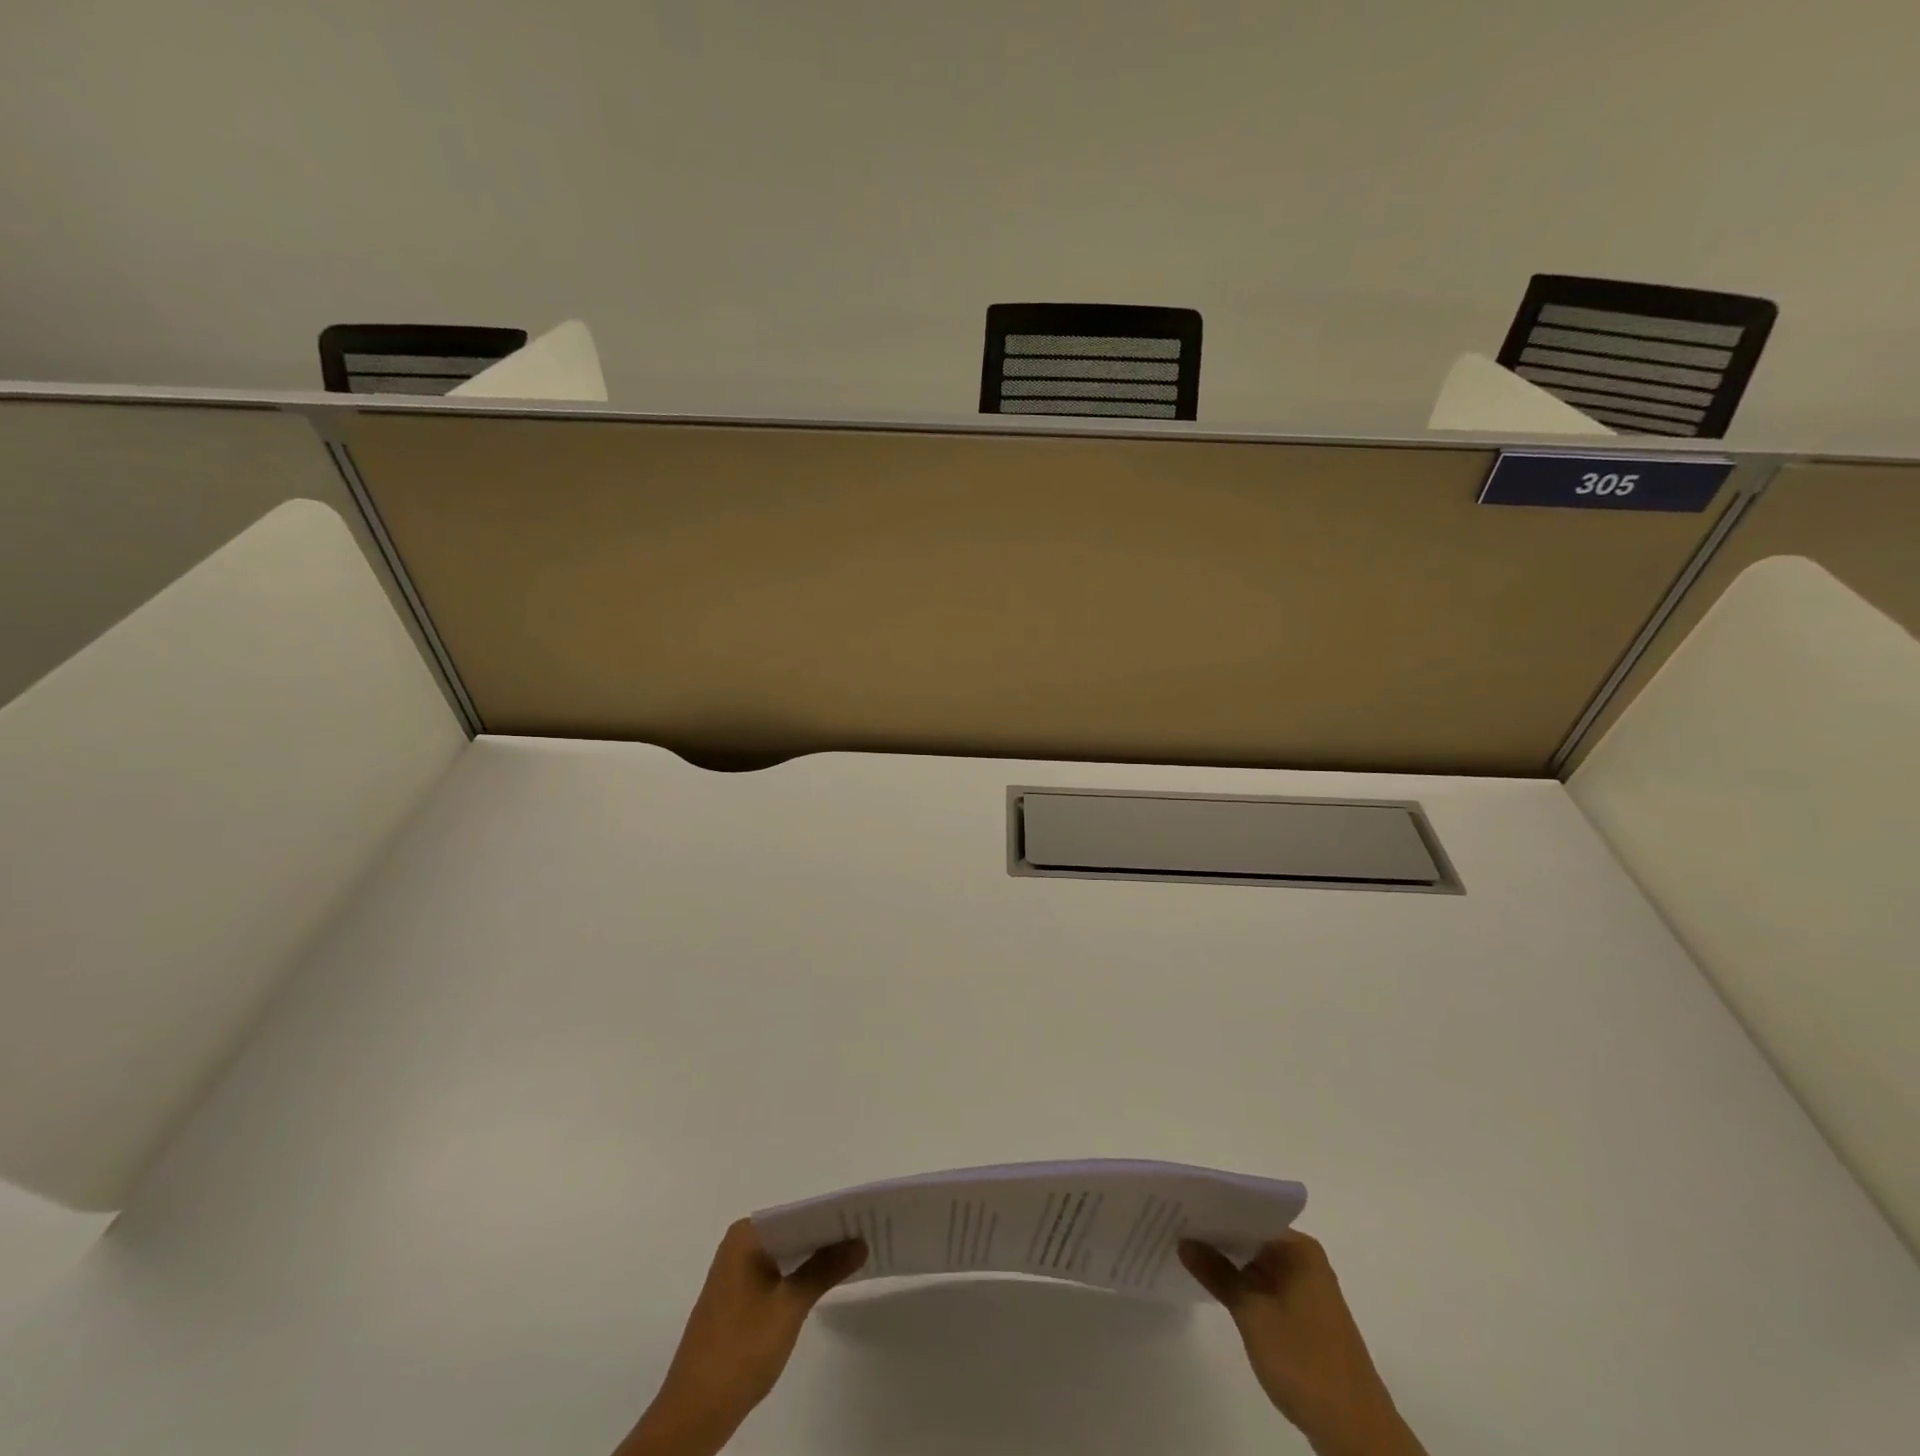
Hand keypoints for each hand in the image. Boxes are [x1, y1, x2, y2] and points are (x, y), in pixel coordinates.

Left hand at [615, 1220, 866, 1455]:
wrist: (694, 1413)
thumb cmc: (741, 1350)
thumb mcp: (789, 1307)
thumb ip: (824, 1270)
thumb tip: (860, 1242)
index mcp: (746, 1235)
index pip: (798, 1213)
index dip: (832, 1215)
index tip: (865, 1216)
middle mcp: (739, 1244)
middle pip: (792, 1230)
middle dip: (826, 1235)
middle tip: (866, 1233)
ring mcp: (736, 1271)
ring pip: (785, 1252)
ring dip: (814, 1255)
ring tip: (854, 1254)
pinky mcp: (737, 1297)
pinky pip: (776, 1271)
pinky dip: (798, 1274)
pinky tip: (823, 1281)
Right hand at [1180, 1231, 1426, 1455]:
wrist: (1355, 1432)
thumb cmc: (1304, 1362)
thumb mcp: (1252, 1314)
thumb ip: (1217, 1273)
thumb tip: (1184, 1240)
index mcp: (1298, 1249)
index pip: (1247, 1215)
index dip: (1213, 1213)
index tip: (1179, 1210)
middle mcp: (1305, 1260)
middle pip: (1252, 1237)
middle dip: (1217, 1238)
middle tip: (1174, 1229)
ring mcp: (1306, 1289)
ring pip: (1257, 1264)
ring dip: (1228, 1263)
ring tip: (1186, 1253)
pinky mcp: (1304, 1316)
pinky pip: (1266, 1286)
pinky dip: (1242, 1286)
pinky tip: (1215, 1288)